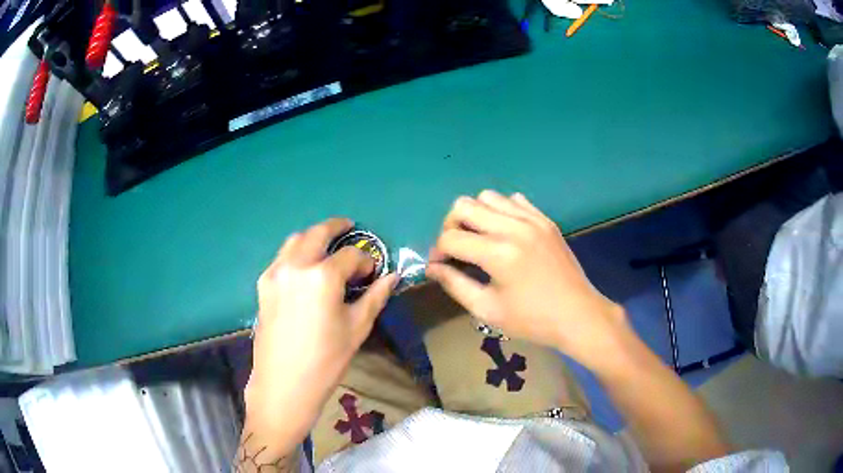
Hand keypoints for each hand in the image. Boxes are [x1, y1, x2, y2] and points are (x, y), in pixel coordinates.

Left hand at [244, 218, 397, 450]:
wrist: (284, 383)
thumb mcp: (356, 327)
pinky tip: (304, 268)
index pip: (350, 255)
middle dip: (336, 227)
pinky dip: (295, 253)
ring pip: (294, 241)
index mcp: (322, 276)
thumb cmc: (326, 360)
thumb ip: (375, 296)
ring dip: (312, 237)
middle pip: (317, 234)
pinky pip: (281, 258)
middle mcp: (296, 266)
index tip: (372, 272)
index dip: (365, 260)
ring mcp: (275, 273)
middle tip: (349, 228)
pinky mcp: (263, 285)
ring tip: (326, 245)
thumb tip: (393, 276)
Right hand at [426, 191, 625, 367]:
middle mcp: (513, 227)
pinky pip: (514, 200)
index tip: (439, 266)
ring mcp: (532, 219)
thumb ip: (455, 285)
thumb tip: (432, 268)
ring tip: (480, 239)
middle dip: (451, 226)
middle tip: (457, 249)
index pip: (451, 238)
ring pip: (488, 197)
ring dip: (475, 215)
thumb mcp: (488, 310)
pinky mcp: (545, 220)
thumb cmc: (532, 320)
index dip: (437, 251)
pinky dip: (501, 210)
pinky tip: (505, 232)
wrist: (578, 315)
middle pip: (464, 206)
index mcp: (498, 253)